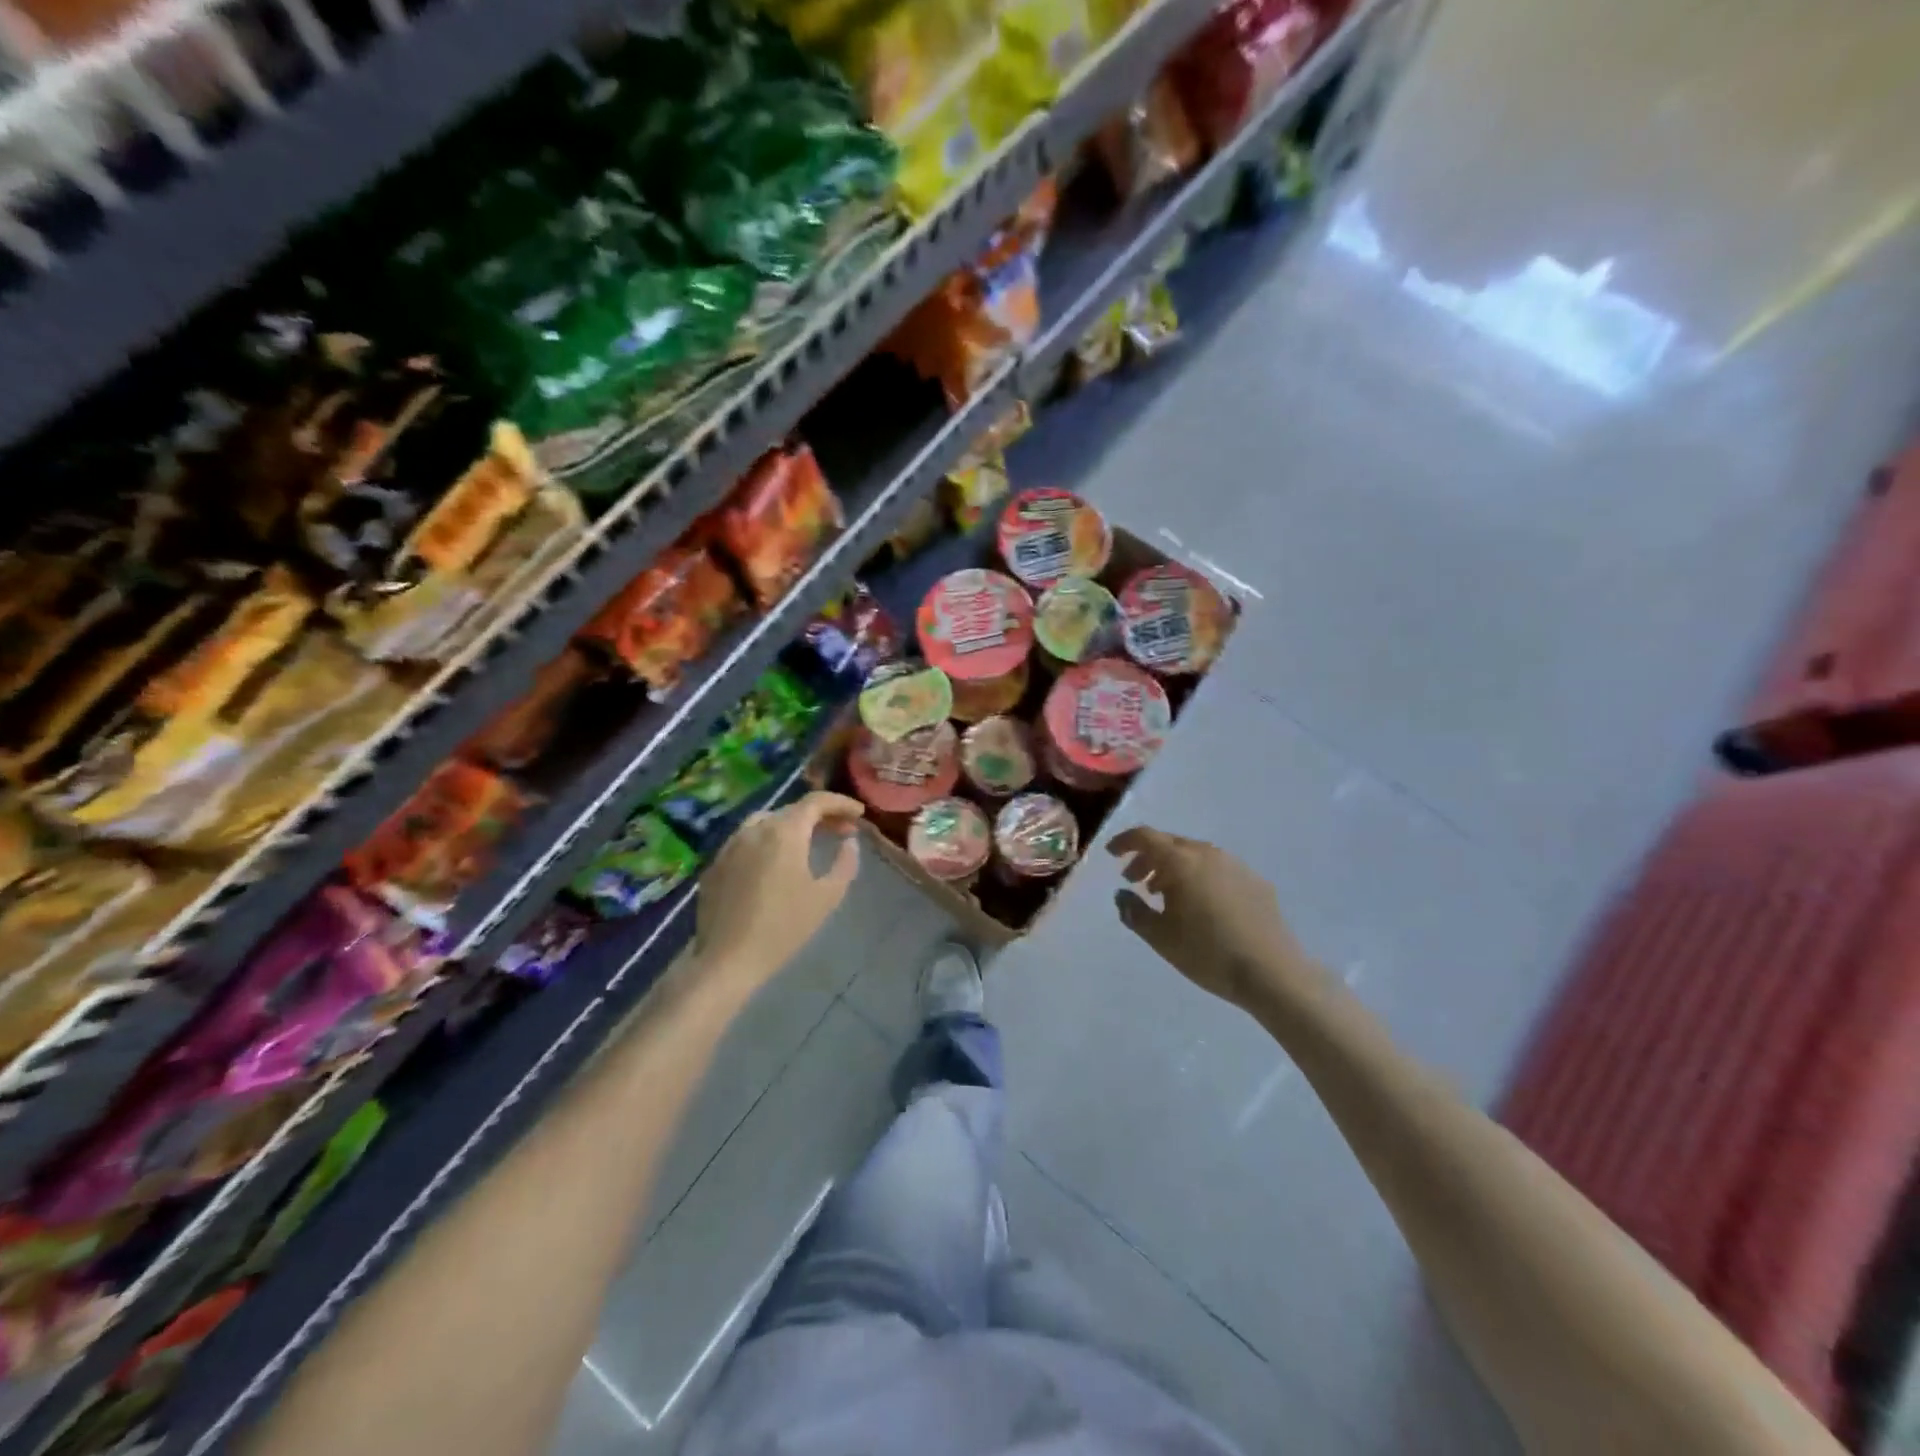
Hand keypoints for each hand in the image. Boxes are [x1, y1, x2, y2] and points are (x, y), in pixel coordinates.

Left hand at [694, 792, 863, 992]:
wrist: (728, 959)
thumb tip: (849, 842)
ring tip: (810, 843)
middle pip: (792, 810)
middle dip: (820, 816)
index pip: (816, 802)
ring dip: (792, 826)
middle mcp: (755, 829)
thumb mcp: (827, 897)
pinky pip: (747, 841)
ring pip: (766, 822)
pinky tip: (776, 863)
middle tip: (842, 831)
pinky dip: (768, 841)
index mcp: (784, 832)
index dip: (840, 803)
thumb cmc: (784, 927)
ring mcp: (730, 845)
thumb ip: (845, 863)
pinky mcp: (715, 864)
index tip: (859, 814)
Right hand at [1106, 826, 1321, 1015]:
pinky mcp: (1256, 881)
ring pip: (1195, 855)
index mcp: (1181, 862)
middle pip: (1170, 843)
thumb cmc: (1207, 953)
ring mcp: (1236, 865)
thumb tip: (1122, 894)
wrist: (1272, 973)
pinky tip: (1201, 905)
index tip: (1112, 854)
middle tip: (1134, 880)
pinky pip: (1218, 869)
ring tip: (1164, 894)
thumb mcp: (1160, 937)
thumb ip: (1133, 911)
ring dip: (1174, 867)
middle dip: (1148, 857)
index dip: (1125, 842)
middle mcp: (1208, 854)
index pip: (1145, 837)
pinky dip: (1199, 877)